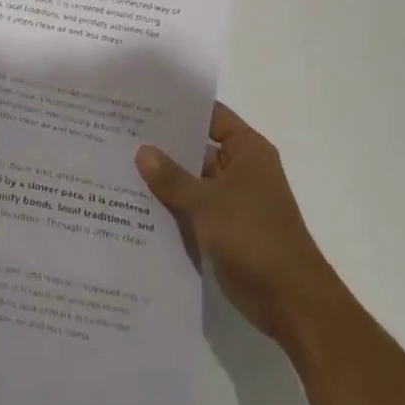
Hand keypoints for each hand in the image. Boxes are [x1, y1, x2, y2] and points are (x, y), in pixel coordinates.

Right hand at [135, 102, 347, 342]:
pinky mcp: (222, 229)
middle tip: (117, 134)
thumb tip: (142, 151)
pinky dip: (168, 207)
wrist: (290, 302)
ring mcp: (230, 201)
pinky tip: (131, 203)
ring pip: (190, 181)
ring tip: (115, 165)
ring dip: (162, 179)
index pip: (210, 116)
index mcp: (247, 152)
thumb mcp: (207, 202)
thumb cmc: (254, 237)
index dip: (179, 108)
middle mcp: (240, 171)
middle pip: (197, 148)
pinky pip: (189, 209)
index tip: (142, 102)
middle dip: (162, 145)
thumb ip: (172, 177)